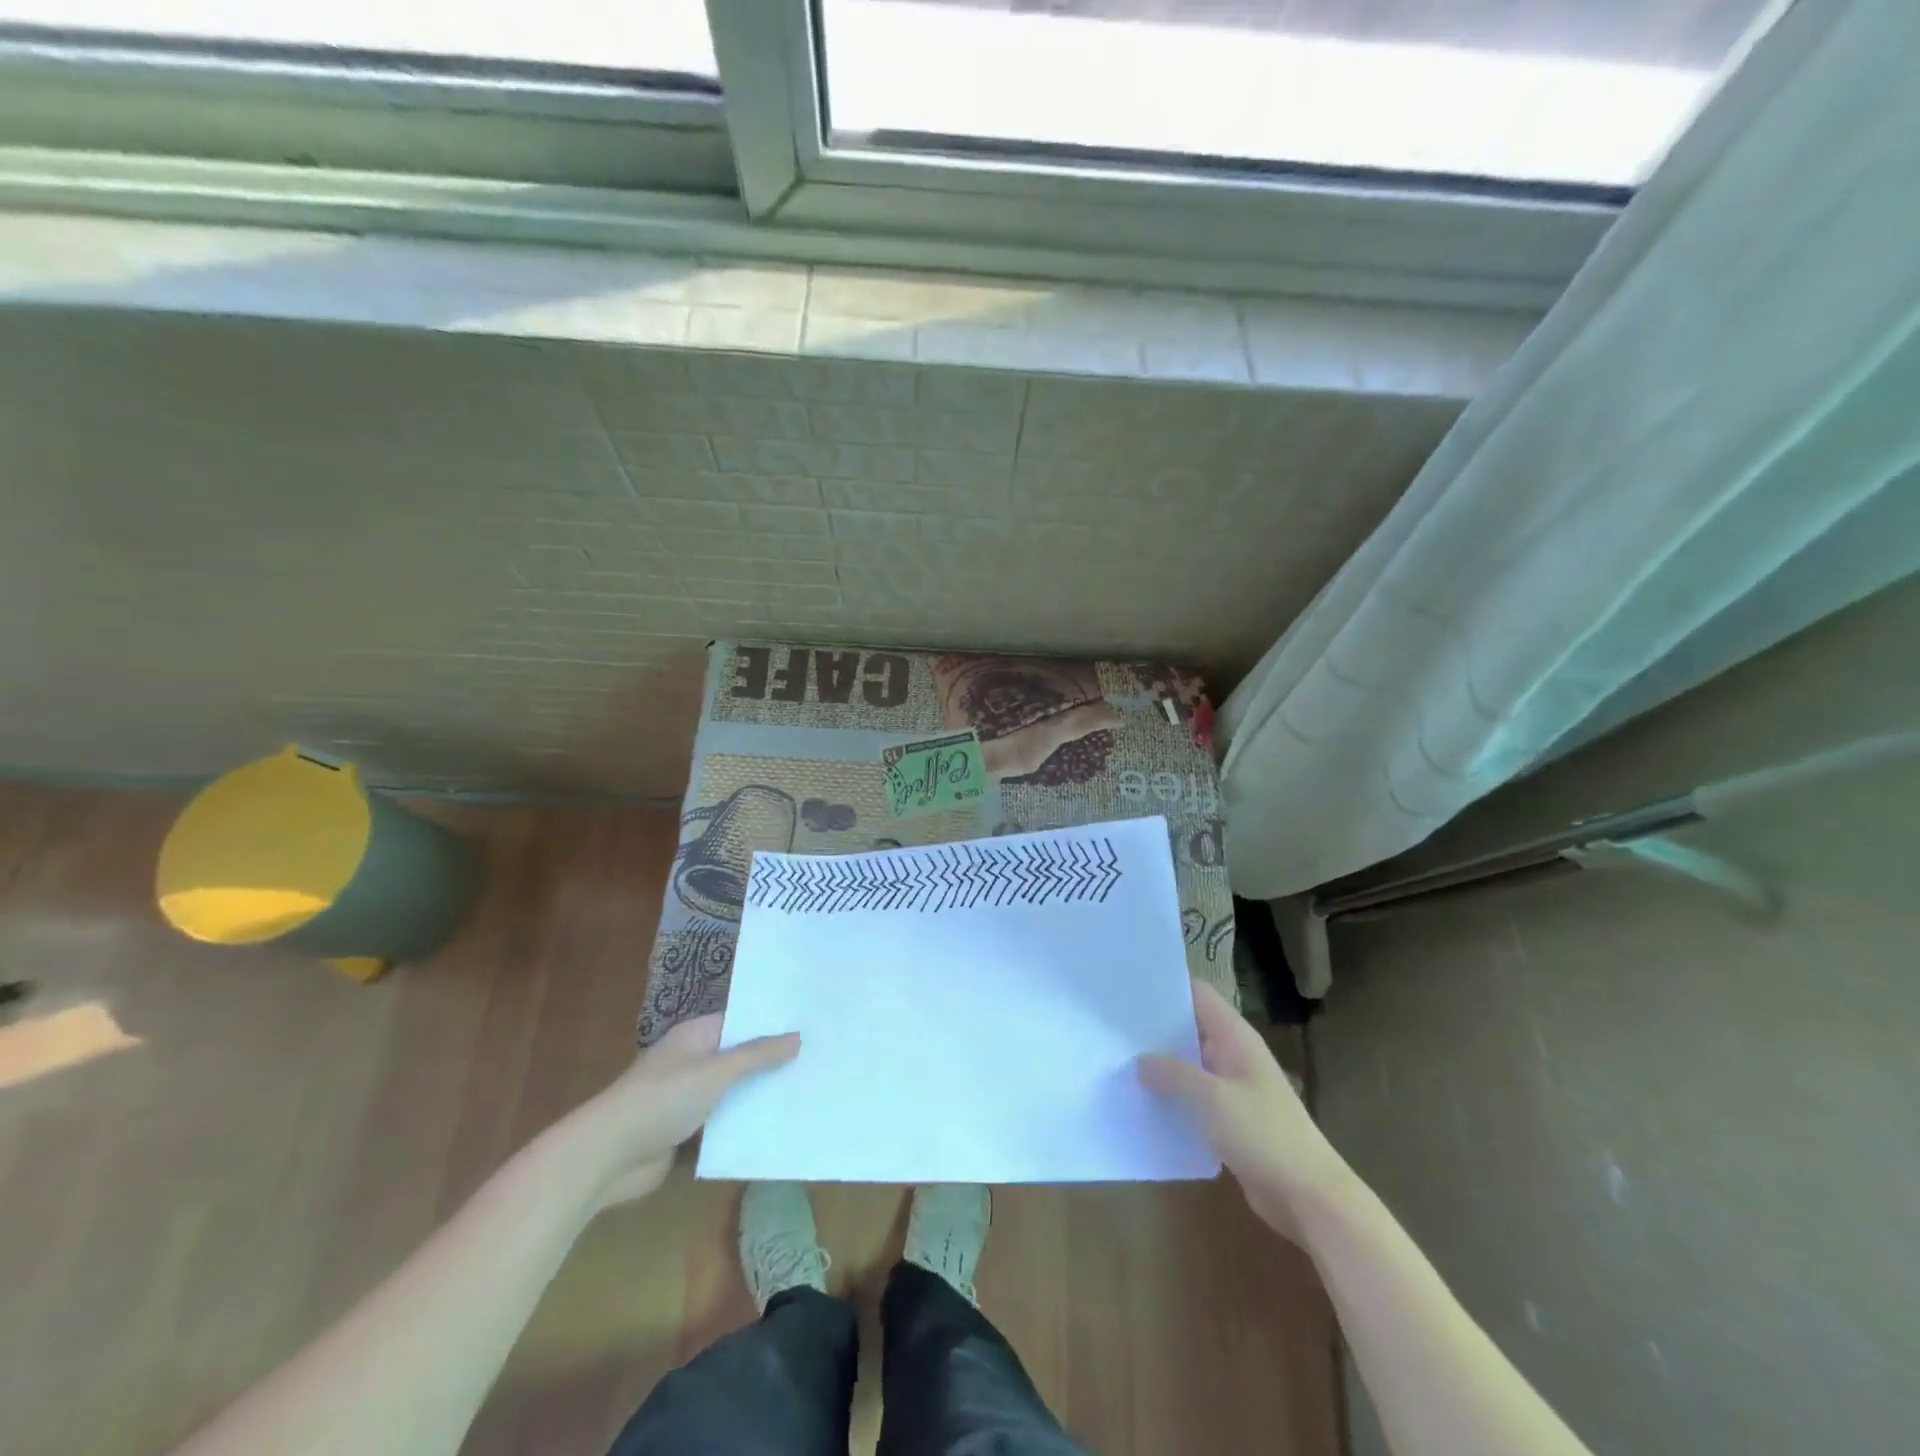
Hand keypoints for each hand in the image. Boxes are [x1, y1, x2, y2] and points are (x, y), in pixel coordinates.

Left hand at [570, 1014, 799, 1206]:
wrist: (606, 1157)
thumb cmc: (662, 1099)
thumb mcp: (716, 1072)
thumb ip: (757, 1056)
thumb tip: (797, 1036)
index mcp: (696, 1035)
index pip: (741, 1020)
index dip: (772, 1022)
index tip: (810, 1025)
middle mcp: (692, 1061)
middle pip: (739, 1057)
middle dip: (771, 1061)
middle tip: (818, 1060)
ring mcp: (687, 1097)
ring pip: (732, 1092)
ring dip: (758, 1096)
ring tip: (806, 1092)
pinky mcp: (685, 1132)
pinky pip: (722, 1123)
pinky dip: (743, 1125)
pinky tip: (777, 1128)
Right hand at [1139, 980, 1351, 1236]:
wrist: (1308, 1196)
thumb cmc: (1263, 1135)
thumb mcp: (1212, 1098)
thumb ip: (1173, 1073)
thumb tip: (1140, 1060)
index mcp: (1235, 1037)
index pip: (1198, 994)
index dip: (1166, 987)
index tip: (1129, 987)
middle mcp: (1234, 1055)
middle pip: (1190, 1027)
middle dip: (1155, 1027)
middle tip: (1112, 1026)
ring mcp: (1233, 1087)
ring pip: (1190, 1064)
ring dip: (1161, 1065)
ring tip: (1118, 1061)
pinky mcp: (1230, 1119)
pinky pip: (1194, 1097)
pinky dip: (1173, 1096)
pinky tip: (1142, 1102)